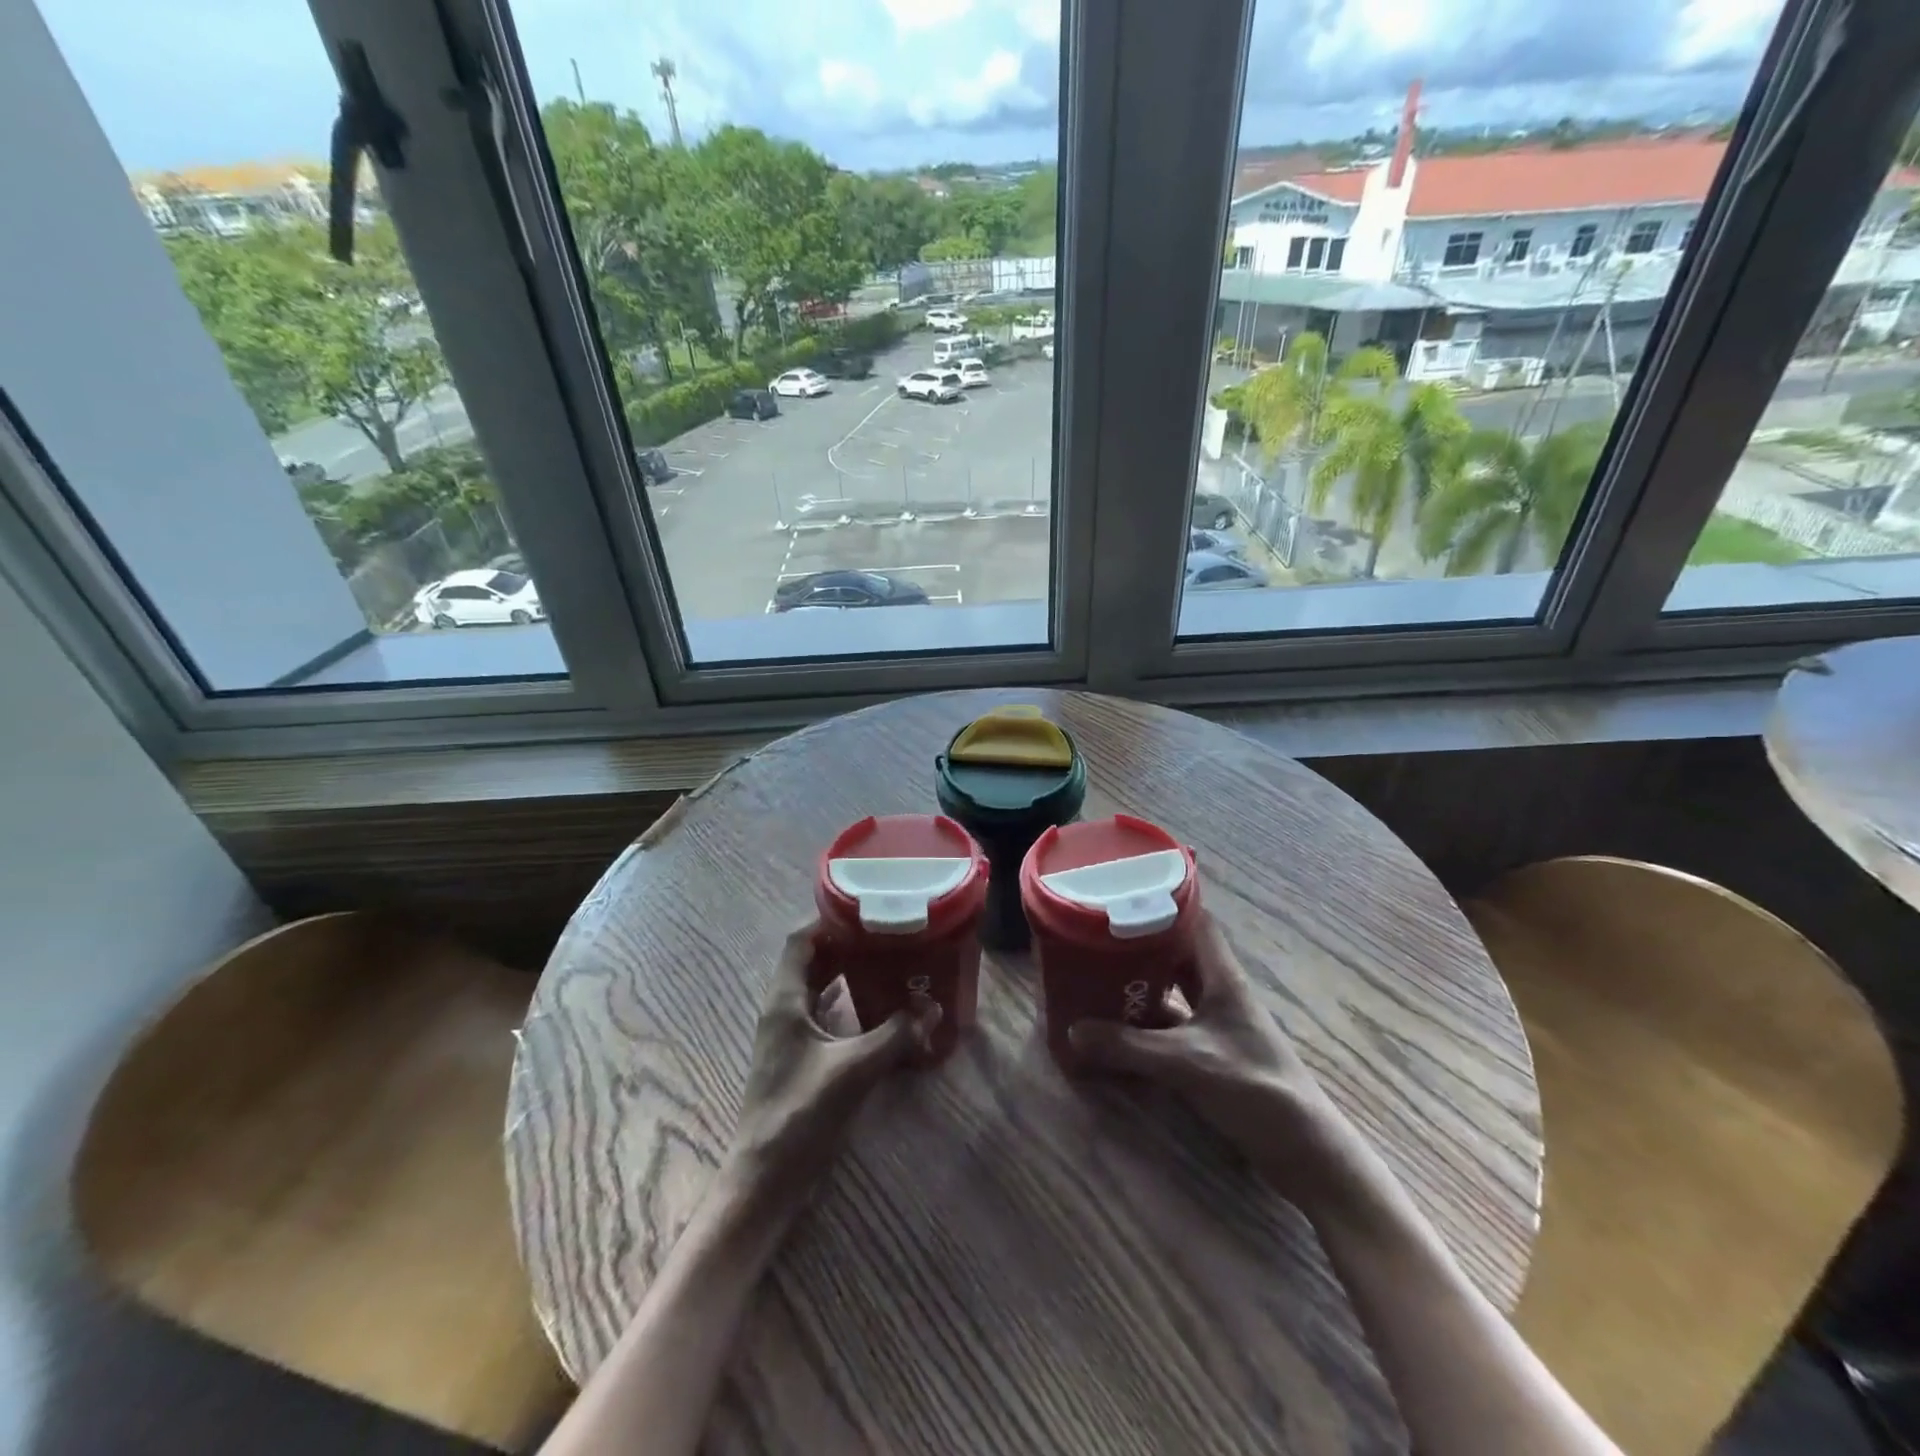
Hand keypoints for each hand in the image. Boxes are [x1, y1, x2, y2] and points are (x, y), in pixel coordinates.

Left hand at [720, 922, 940, 1222]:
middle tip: (888, 934)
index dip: (828, 920)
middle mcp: (784, 1009)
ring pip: (818, 987)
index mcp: (785, 1000)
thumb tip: (934, 1006)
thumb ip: (896, 1035)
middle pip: (812, 960)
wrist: (766, 1178)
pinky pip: (824, 1013)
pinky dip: (848, 1002)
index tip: (867, 908)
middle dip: (846, 944)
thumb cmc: (801, 1113)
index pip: (800, 941)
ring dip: (847, 972)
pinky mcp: (801, 1057)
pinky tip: (878, 1007)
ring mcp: (790, 1035)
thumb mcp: (854, 1069)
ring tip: (888, 961)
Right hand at [1066, 911, 1363, 1211]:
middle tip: (1094, 935)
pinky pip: (1169, 1025)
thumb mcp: (1186, 1062)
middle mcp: (1218, 991)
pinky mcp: (1211, 1052)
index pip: (1195, 920)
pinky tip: (1113, 1027)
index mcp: (1221, 976)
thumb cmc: (1254, 1088)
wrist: (1303, 1150)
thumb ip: (1128, 1046)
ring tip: (1094, 974)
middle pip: (1176, 952)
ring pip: (1171, 989)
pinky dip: (1143, 1022)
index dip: (1162, 902)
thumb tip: (1073, 1029)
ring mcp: (1215, 1023)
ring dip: (1138, 983)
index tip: (1122, 894)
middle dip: (1138, 943)